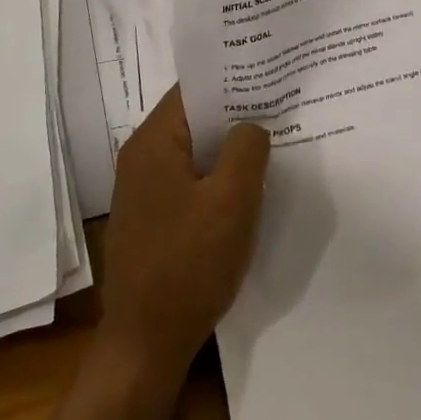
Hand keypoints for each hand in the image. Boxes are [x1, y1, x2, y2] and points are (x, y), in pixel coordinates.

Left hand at [98, 88, 271, 377]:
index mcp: (153, 142)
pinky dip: (215, 177)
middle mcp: (140, 157)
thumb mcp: (231, 201)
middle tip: (280, 108)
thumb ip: (246, 149)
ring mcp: (142, 189)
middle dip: (234, 115)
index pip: (193, 90)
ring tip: (271, 143)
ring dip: (227, 149)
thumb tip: (251, 125)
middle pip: (193, 120)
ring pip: (193, 153)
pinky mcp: (151, 217)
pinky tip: (247, 187)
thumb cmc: (189, 264)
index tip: (268, 77)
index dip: (231, 80)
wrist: (146, 343)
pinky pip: (188, 181)